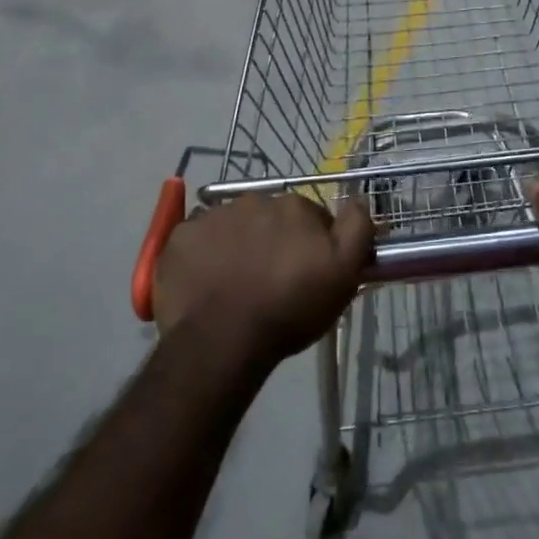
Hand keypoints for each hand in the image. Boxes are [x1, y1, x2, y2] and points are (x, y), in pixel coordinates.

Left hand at [152, 193, 374, 365]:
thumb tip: (359, 199)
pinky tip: (206, 284)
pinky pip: (197, 240)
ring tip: (236, 285)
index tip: (307, 273)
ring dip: (238, 246)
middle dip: (273, 241)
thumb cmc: (289, 309)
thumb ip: (357, 228)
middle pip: (270, 218)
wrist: (222, 340)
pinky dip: (203, 256)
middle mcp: (253, 200)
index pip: (311, 218)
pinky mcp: (179, 238)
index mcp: (294, 206)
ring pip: (233, 227)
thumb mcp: (343, 274)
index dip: (312, 244)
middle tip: (271, 281)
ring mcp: (212, 216)